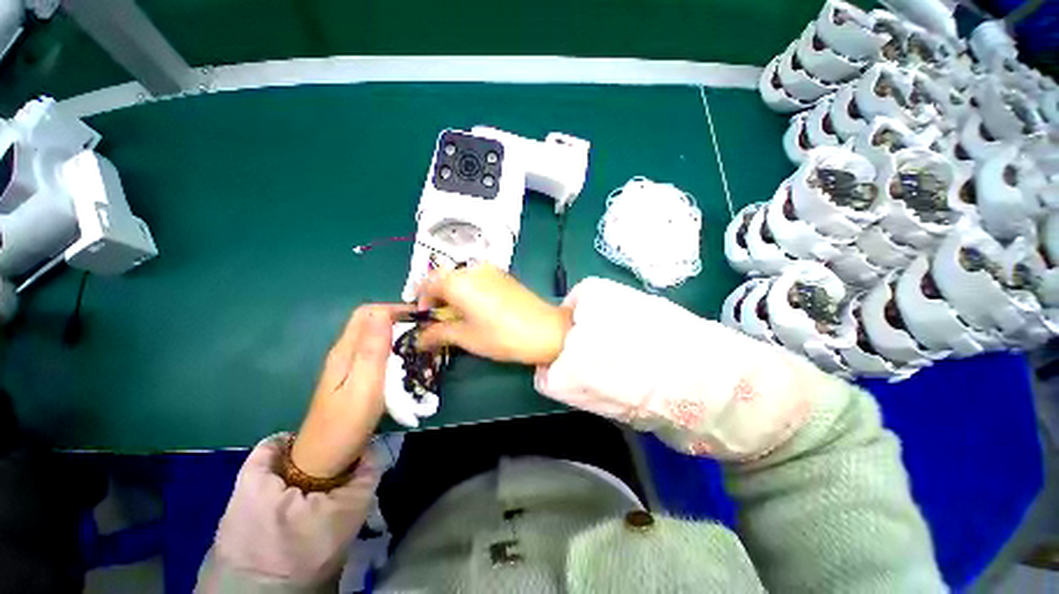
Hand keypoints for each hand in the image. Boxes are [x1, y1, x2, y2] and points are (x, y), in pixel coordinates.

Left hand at [291, 304, 411, 478]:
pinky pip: (380, 352)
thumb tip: (381, 312)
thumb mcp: (362, 385)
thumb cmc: (345, 423)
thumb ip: (371, 349)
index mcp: (346, 349)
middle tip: (427, 331)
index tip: (421, 317)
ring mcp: (351, 364)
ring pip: (378, 336)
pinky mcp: (358, 376)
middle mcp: (347, 351)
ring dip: (401, 335)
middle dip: (401, 320)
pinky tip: (410, 361)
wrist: (324, 460)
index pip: (369, 312)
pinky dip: (397, 350)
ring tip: (424, 344)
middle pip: (374, 322)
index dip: (395, 309)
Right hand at [415, 264, 572, 364]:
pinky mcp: (503, 275)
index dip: (420, 301)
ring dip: (453, 292)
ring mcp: (490, 270)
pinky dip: (469, 289)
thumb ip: (438, 333)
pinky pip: (477, 277)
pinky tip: (478, 307)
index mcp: (457, 281)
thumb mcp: (466, 337)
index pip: (426, 284)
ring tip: (460, 314)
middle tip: (441, 318)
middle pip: (443, 277)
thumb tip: (420, 338)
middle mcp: (471, 269)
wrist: (545, 330)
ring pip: (461, 276)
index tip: (425, 319)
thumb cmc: (501, 335)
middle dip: (437, 296)